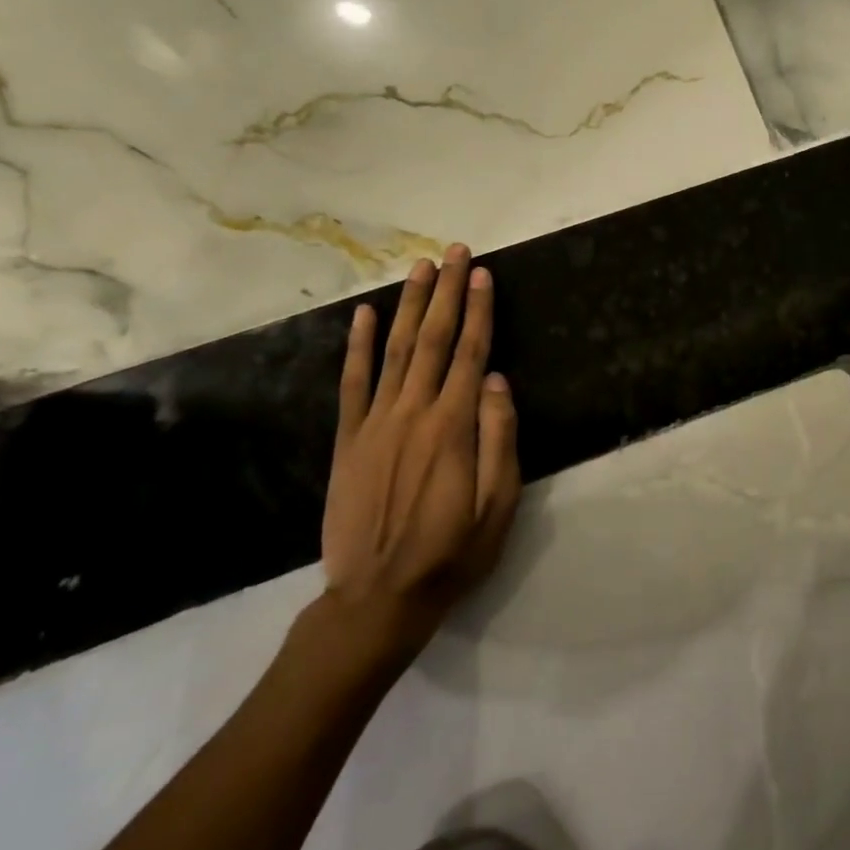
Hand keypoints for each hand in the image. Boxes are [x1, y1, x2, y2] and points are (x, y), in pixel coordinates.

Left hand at [315, 246, 522, 669]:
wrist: (378, 598)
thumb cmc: (453, 552)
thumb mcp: (498, 505)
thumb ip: (499, 439)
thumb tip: (497, 380)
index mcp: (453, 427)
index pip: (471, 353)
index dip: (479, 310)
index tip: (482, 274)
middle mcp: (413, 413)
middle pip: (434, 340)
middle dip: (447, 292)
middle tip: (454, 252)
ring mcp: (375, 424)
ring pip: (396, 350)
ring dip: (410, 305)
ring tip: (420, 268)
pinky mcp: (349, 440)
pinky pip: (354, 383)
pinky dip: (360, 346)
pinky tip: (366, 316)